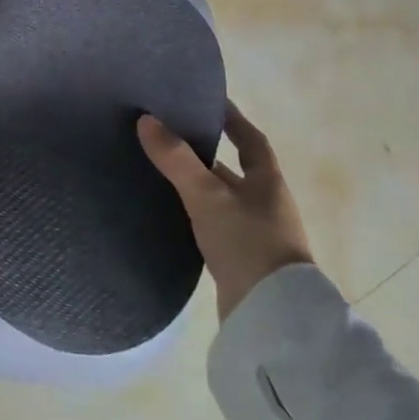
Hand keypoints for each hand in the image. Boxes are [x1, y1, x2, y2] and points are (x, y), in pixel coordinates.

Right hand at [138, 103, 313, 320]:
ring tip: (162, 170)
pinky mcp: (243, 262)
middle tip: (171, 134)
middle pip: (235, 169)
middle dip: (207, 153)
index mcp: (267, 181)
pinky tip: (174, 214)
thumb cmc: (247, 243)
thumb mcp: (207, 196)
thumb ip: (177, 159)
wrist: (272, 318)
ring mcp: (257, 235)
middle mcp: (266, 204)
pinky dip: (197, 214)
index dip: (233, 119)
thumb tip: (146, 119)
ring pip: (223, 199)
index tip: (209, 101)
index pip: (251, 139)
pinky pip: (217, 225)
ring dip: (200, 185)